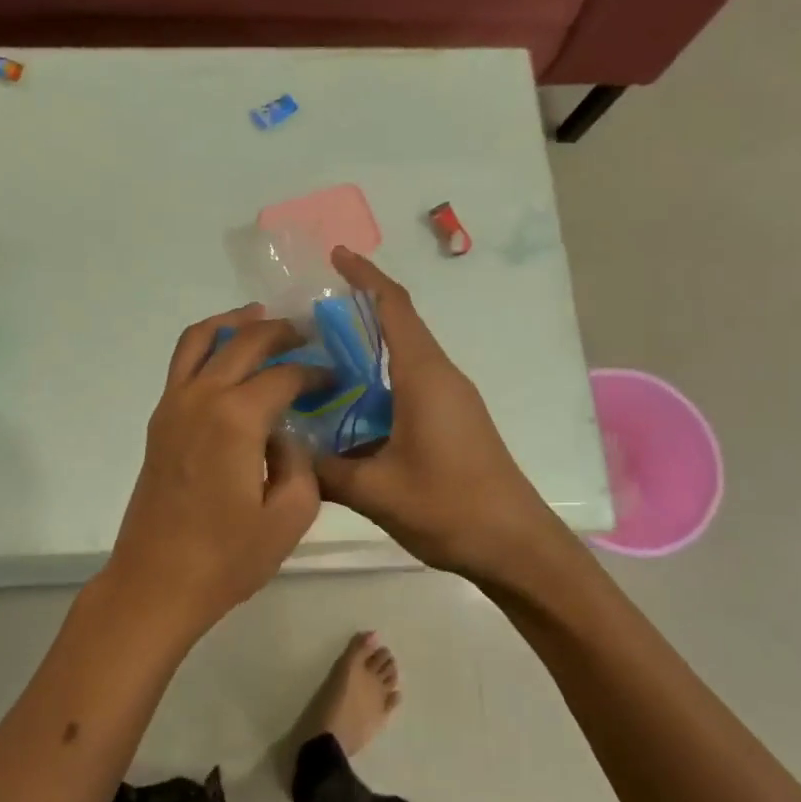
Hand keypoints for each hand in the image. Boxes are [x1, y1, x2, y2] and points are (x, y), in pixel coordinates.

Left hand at [99, 305, 323, 641]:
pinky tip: (229, 359)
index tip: (336, 380)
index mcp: (236, 417)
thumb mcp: (289, 516)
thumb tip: (289, 433)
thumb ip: (300, 462)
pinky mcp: (159, 420)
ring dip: (234, 323)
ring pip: (201, 339)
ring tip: (262, 318)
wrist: (155, 583)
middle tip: (308, 335)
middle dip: (281, 332)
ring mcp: (173, 405)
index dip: (316, 373)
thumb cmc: (226, 558)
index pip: (285, 375)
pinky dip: (207, 346)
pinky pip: (182, 363)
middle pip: (244, 341)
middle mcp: (201, 397)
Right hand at [314, 248, 575, 584]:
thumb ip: (324, 470)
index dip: (365, 276)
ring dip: (363, 354)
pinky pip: (407, 387)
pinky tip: (344, 411)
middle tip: (302, 321)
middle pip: (396, 327)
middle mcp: (439, 377)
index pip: (394, 306)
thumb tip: (284, 451)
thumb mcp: (375, 491)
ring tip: (313, 363)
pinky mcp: (452, 422)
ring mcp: (449, 400)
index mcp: (424, 376)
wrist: (516, 547)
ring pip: (400, 360)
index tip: (335, 255)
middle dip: (354, 314)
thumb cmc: (450, 508)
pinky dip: (374, 386)